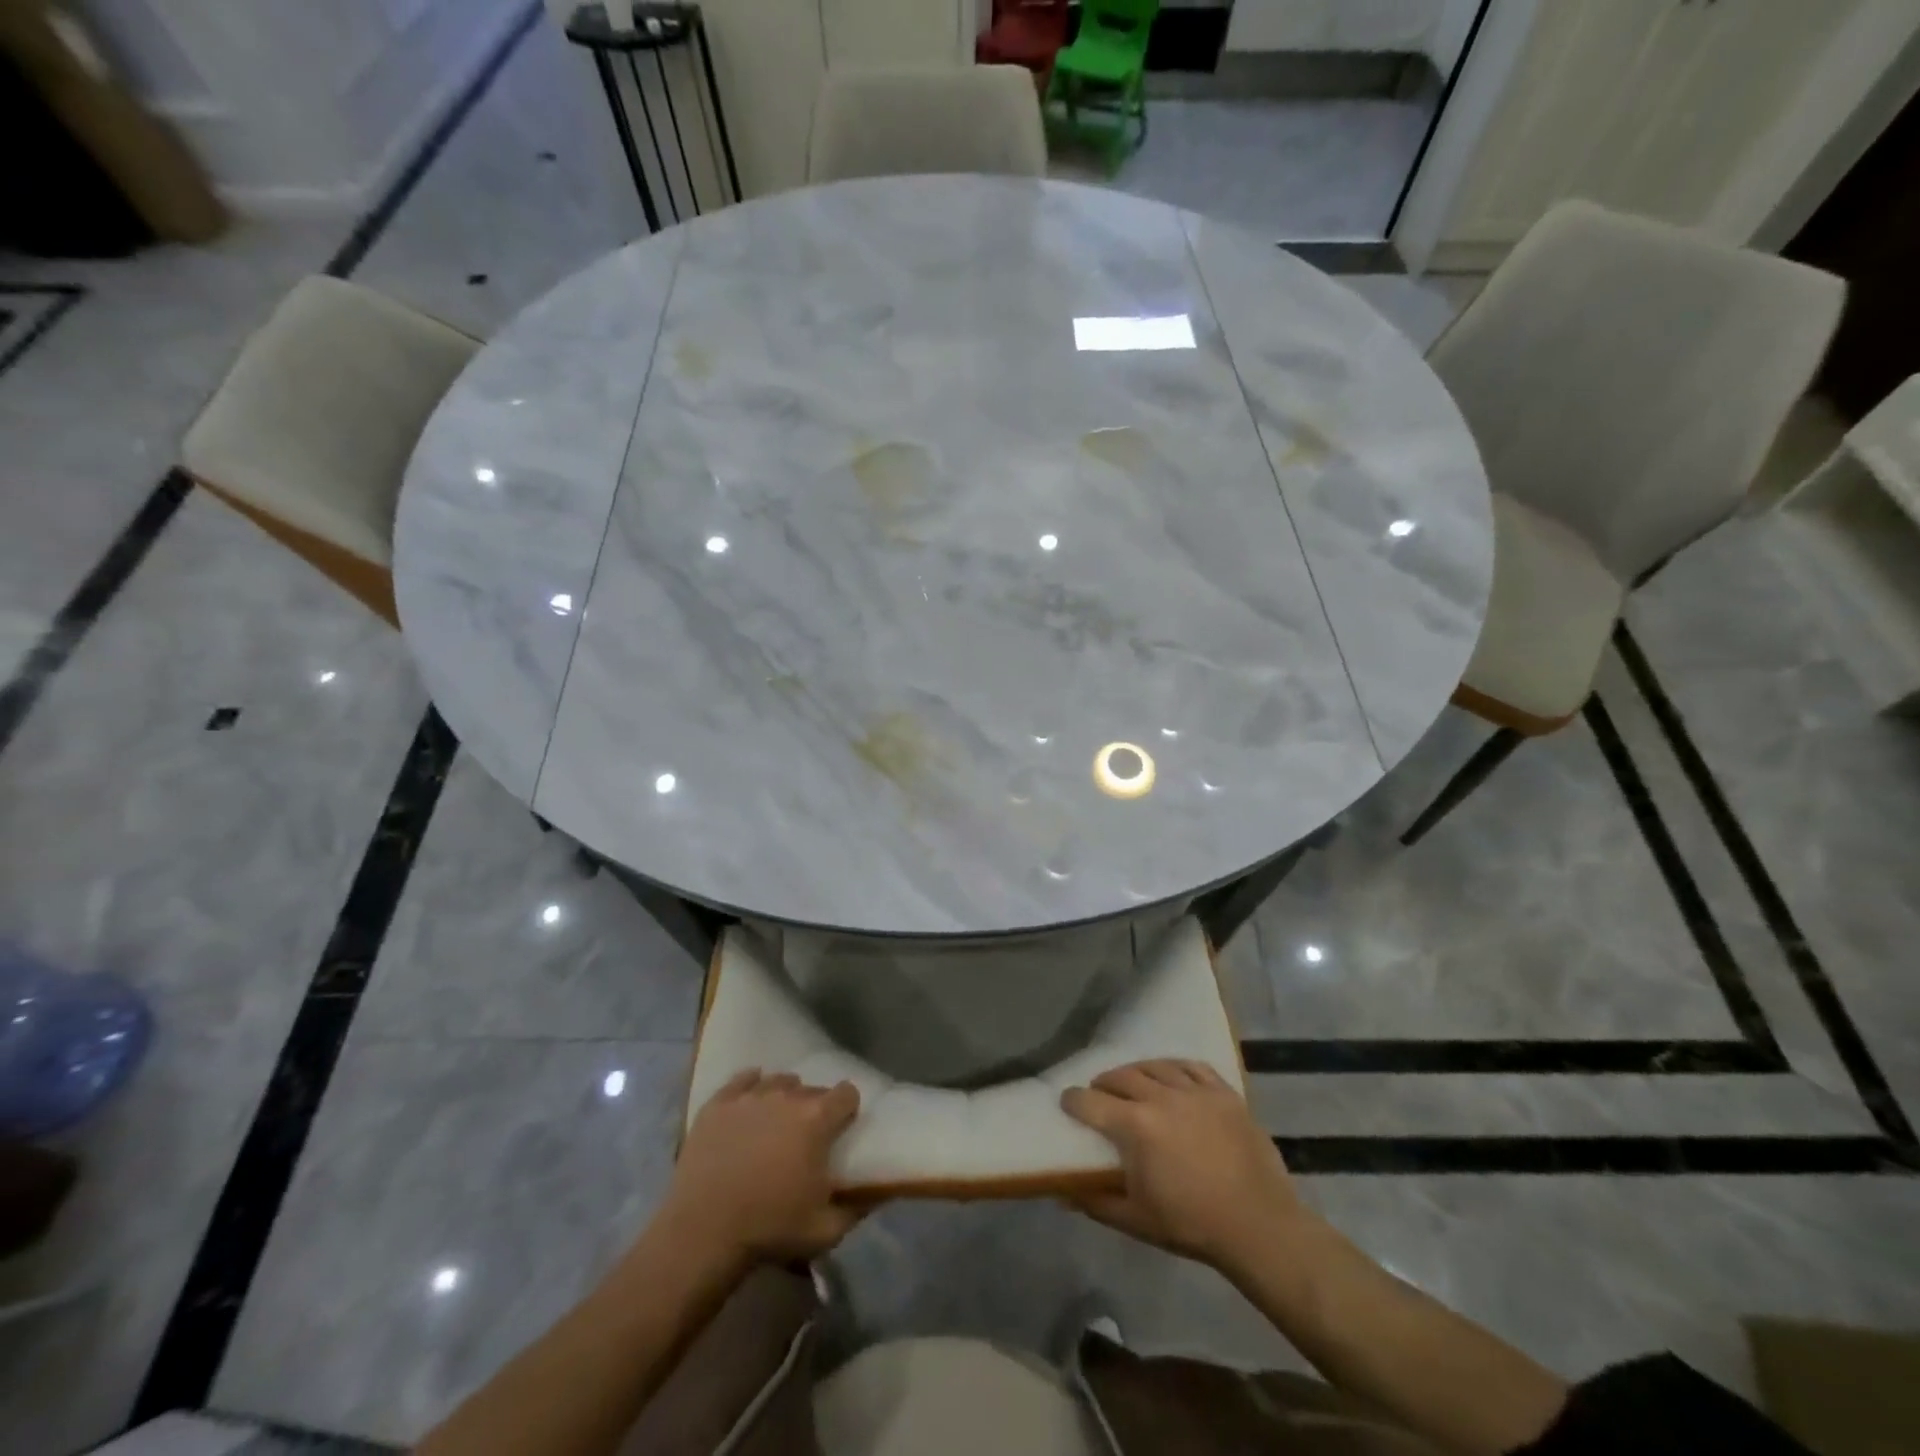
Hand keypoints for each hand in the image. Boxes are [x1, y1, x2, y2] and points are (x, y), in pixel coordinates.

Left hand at [665, 1070, 861, 1264]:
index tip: (841, 1130)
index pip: (847, 1093)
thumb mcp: (826, 1230)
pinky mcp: (718, 1103)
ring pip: (778, 1081)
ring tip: (775, 1124)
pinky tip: (750, 1104)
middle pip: (811, 1088)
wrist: (703, 1233)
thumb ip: (859, 1207)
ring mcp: (750, 1095)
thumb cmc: (770, 1228)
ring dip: (783, 1098)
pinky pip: (742, 1080)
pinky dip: (750, 1088)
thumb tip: (880, 1190)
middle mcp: (787, 1095)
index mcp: (817, 1118)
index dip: (847, 1111)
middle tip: (806, 1137)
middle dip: (814, 1108)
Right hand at [1061, 1059, 1305, 1270]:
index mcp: (1136, 1126)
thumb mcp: (1136, 1220)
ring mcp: (1195, 1091)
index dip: (1073, 1101)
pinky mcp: (1223, 1092)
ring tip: (1132, 1083)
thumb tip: (1062, 1191)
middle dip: (1103, 1083)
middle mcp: (1161, 1097)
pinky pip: (1191, 1066)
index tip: (1067, 1103)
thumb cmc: (1192, 1225)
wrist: (1259, 1226)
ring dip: (1136, 1072)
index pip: (1090, 1102)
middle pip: (1121, 1076)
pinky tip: (1170, 1075)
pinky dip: (1174, 1067)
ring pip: (1155, 1066)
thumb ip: (1095, 1202)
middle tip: (1099, 1094)